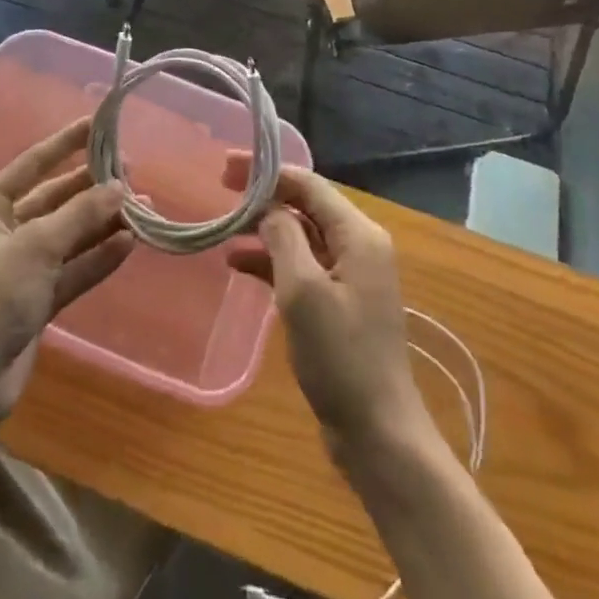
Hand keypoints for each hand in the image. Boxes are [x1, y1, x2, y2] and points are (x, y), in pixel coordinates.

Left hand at [0, 118, 130, 420]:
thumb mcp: (35, 246)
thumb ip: (80, 215)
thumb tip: (119, 187)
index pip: (33, 163)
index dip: (66, 143)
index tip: (98, 124)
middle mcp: (4, 230)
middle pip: (55, 200)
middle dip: (92, 188)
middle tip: (133, 173)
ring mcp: (22, 267)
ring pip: (69, 235)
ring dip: (102, 224)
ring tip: (143, 208)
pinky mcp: (37, 299)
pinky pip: (74, 268)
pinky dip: (99, 257)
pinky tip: (129, 244)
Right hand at [225, 160, 429, 463]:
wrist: (377, 432)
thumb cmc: (341, 357)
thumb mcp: (303, 292)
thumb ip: (283, 238)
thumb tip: (267, 209)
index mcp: (358, 236)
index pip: (308, 185)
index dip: (267, 171)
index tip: (226, 166)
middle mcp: (359, 246)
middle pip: (305, 205)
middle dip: (264, 196)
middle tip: (221, 189)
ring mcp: (350, 276)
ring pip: (301, 235)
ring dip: (264, 229)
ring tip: (224, 229)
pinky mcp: (339, 303)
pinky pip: (302, 265)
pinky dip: (272, 260)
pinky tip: (238, 264)